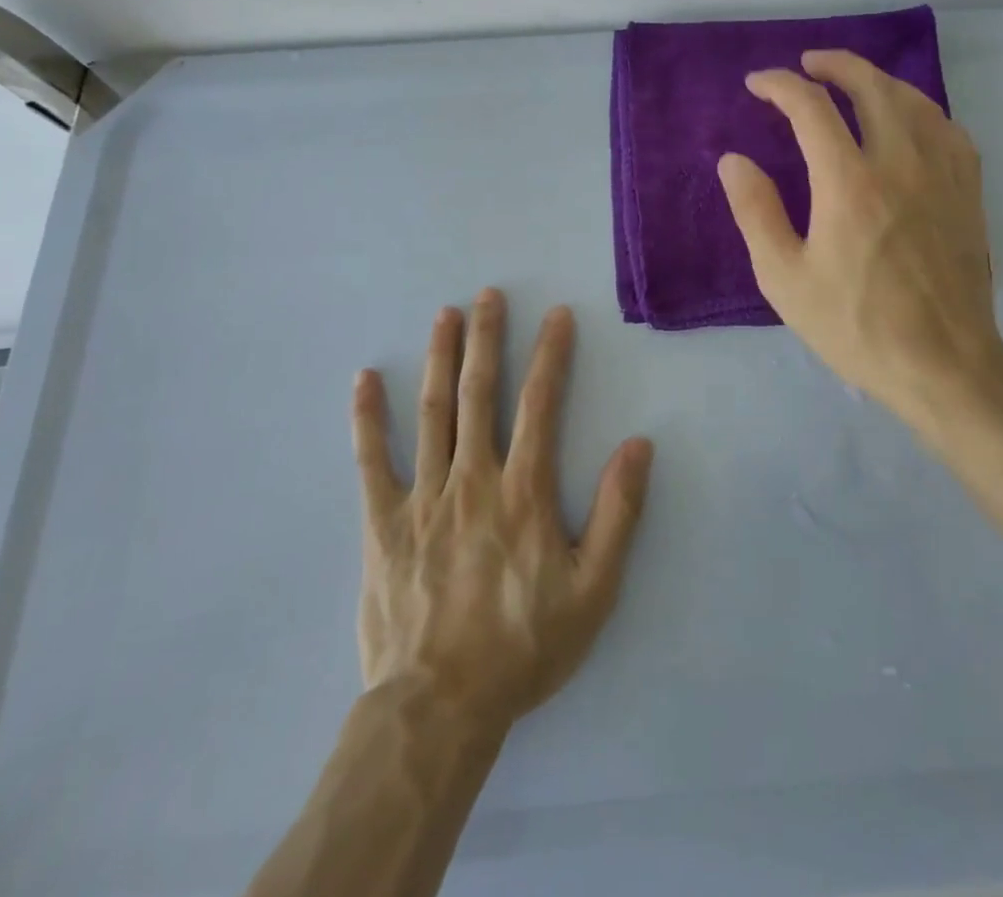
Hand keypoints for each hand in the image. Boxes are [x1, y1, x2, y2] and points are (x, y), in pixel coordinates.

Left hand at [352, 289, 653, 737]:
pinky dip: (367, 418)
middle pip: (479, 394)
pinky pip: (371, 461)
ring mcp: (422, 498)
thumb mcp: (594, 589)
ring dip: (439, 359)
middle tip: (488, 295)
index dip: (550, 356)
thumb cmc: (523, 647)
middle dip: (487, 339)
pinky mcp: (381, 524)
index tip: (556, 316)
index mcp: (522, 491)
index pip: (539, 405)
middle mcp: (472, 479)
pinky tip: (364, 381)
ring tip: (444, 315)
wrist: (439, 707)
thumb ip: (619, 513)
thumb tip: (637, 445)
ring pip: (431, 413)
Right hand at [717, 50, 1002, 445]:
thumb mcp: (784, 278)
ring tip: (855, 82)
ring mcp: (942, 174)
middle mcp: (900, 163)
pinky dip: (922, 111)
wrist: (943, 363)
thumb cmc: (855, 325)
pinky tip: (911, 121)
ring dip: (879, 80)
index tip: (758, 85)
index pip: (811, 107)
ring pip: (915, 101)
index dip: (780, 86)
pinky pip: (949, 130)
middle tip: (809, 64)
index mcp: (849, 182)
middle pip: (871, 86)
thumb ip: (756, 211)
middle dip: (835, 65)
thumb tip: (733, 160)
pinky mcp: (968, 193)